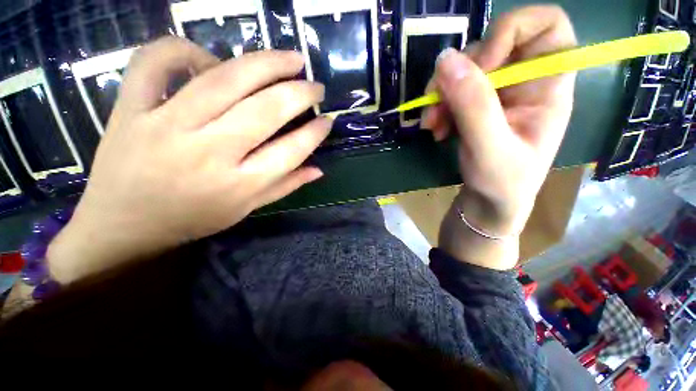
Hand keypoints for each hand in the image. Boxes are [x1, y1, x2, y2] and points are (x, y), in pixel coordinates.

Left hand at [48, 37, 330, 281]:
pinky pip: (156, 61)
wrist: (121, 225)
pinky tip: (209, 58)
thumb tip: (318, 169)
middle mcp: (208, 153)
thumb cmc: (191, 220)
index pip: (290, 151)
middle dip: (299, 93)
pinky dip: (185, 48)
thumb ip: (284, 186)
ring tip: (290, 59)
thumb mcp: (245, 210)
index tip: (327, 120)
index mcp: (238, 185)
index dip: (314, 133)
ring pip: (224, 79)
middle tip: (315, 86)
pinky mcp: (130, 108)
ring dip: (266, 63)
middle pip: (265, 111)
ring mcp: (165, 125)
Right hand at [428, 6, 575, 268]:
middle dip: (459, 72)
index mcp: (549, 86)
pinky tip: (434, 128)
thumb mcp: (490, 147)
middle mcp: (525, 81)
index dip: (510, 31)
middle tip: (437, 103)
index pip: (546, 25)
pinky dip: (438, 106)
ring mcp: (498, 93)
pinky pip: (452, 91)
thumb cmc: (503, 183)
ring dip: (441, 93)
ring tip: (431, 123)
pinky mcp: (476, 106)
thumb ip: (473, 105)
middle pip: (493, 45)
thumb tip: (445, 60)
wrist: (489, 202)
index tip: (482, 65)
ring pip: (465, 69)